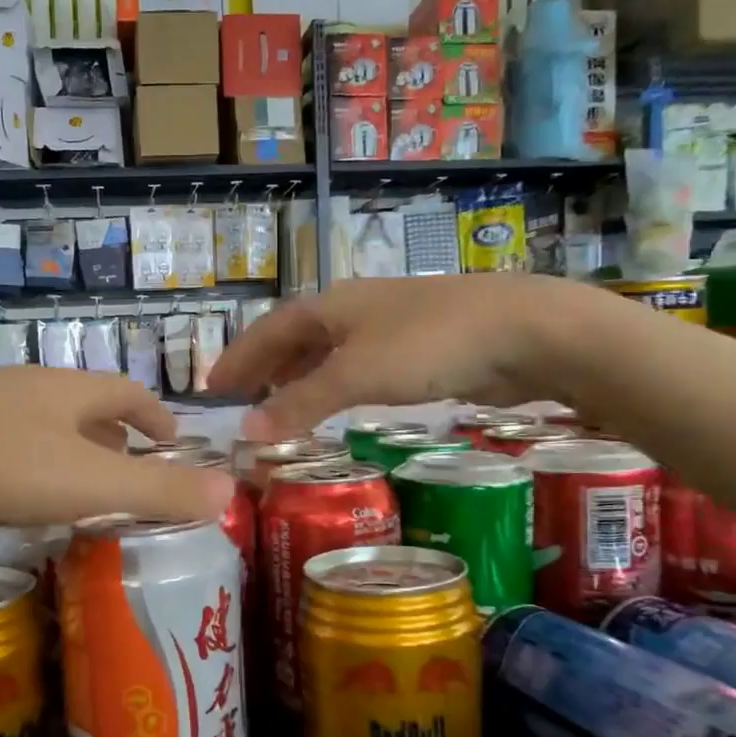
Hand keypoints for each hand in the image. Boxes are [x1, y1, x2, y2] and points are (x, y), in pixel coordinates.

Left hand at [0, 368, 235, 552]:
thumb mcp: (86, 481)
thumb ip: (157, 490)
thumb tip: (229, 492)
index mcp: (65, 389)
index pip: (127, 393)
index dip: (157, 416)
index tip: (173, 444)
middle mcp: (23, 389)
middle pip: (82, 407)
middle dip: (113, 438)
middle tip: (130, 477)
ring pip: (37, 428)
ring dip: (65, 455)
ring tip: (76, 495)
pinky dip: (21, 471)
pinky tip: (8, 504)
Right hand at [209, 275, 601, 439]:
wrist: (523, 331)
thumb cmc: (429, 344)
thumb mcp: (357, 374)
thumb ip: (301, 402)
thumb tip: (246, 431)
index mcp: (332, 305)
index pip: (270, 330)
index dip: (240, 357)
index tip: (212, 387)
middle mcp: (356, 311)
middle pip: (297, 338)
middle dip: (265, 368)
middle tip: (239, 400)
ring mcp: (390, 328)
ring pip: (330, 353)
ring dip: (300, 379)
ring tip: (279, 407)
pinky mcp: (421, 350)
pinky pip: (360, 369)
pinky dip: (336, 387)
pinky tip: (339, 406)